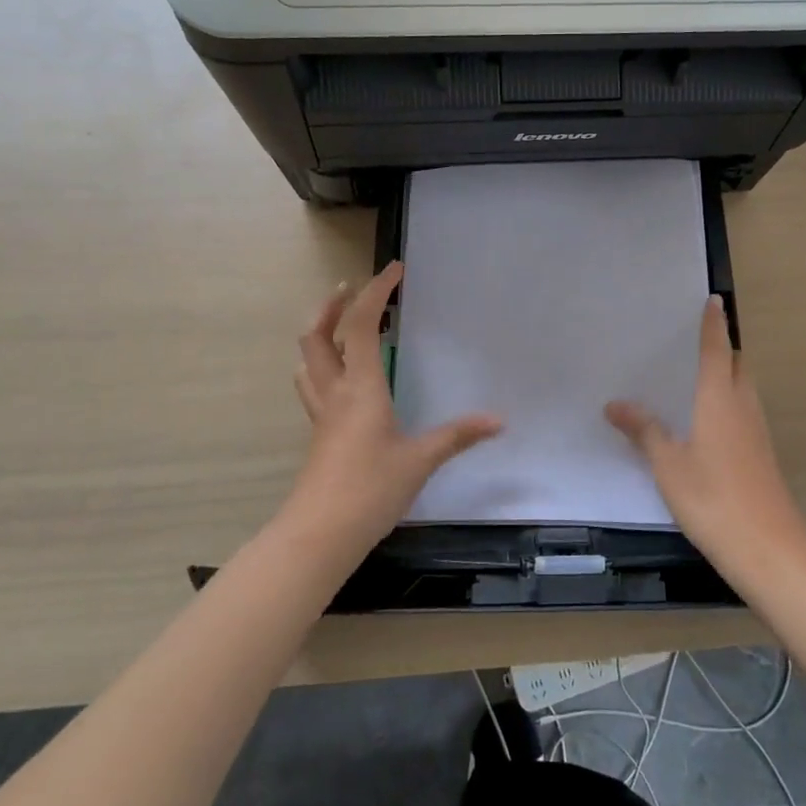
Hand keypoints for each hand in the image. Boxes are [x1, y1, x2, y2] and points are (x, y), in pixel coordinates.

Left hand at [283, 262, 502, 557]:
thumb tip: (498, 421)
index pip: (362, 325)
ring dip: (321, 332)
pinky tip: (342, 378)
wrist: (319, 535)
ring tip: (344, 324)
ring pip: (307, 359)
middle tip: (353, 288)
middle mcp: (335, 391)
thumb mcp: (421, 460)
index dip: (376, 292)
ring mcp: (321, 413)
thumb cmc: (371, 490)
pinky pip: (313, 385)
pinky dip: (322, 364)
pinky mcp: (318, 434)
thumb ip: (458, 436)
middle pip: (317, 335)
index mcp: (361, 387)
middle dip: (333, 305)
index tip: (395, 269)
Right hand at [605, 296, 805, 573]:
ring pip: (743, 388)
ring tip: (693, 375)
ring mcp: (756, 431)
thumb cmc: (713, 499)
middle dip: (721, 348)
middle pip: (736, 364)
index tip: (714, 300)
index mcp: (719, 399)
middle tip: (691, 341)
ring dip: (726, 374)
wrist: (769, 548)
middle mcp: (742, 406)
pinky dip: (727, 400)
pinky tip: (705, 420)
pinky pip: (743, 411)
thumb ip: (644, 431)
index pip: (717, 350)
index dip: (714, 325)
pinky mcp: (761, 453)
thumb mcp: (668, 465)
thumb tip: (615, 403)